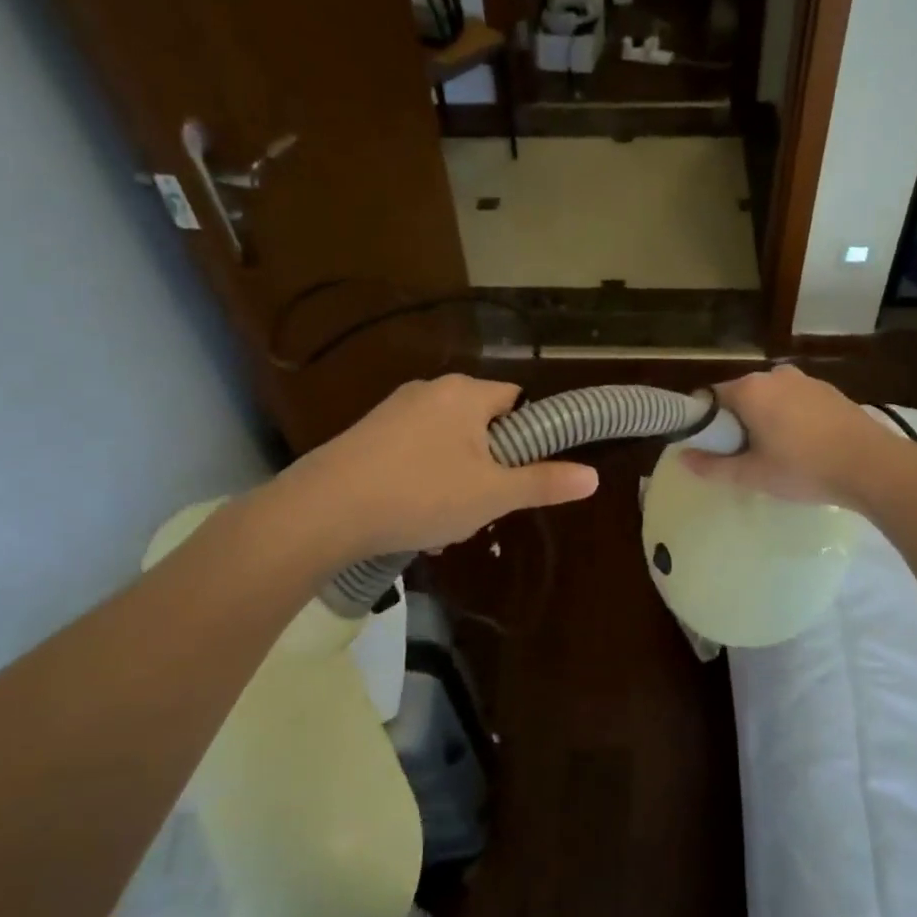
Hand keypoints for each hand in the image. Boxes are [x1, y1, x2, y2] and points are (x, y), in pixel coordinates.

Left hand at [288, 375, 598, 557]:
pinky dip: (421, 482)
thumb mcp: (492, 495)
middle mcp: (429, 390)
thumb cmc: (421, 494)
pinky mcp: (365, 435)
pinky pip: (412, 454)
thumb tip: (593, 476)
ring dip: (454, 483)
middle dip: (487, 469)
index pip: (516, 400)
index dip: (526, 437)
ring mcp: (393, 411)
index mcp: (465, 393)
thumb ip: (544, 483)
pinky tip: (409, 520)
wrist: (323, 510)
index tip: (519, 476)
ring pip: (445, 446)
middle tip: (481, 509)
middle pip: (480, 427)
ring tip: (442, 527)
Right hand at [682, 365, 905, 508]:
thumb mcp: (753, 474)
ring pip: (771, 399)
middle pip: (741, 397)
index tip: (713, 449)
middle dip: (737, 423)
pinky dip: (791, 419)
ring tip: (776, 456)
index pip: (711, 398)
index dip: (706, 424)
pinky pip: (796, 402)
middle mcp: (775, 375)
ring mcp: (806, 381)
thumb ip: (713, 466)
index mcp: (750, 389)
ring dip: (766, 421)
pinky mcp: (830, 392)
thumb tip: (683, 458)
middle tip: (744, 458)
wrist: (872, 466)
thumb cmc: (804, 469)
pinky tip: (804, 447)